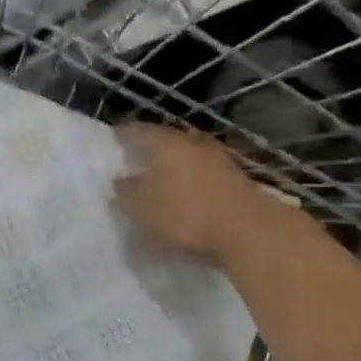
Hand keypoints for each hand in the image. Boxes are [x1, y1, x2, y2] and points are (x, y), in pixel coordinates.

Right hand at [113, 123, 268, 258]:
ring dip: (173, 164)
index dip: (122, 135)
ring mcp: (217, 158)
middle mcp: (191, 142)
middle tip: (135, 160)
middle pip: (165, 140)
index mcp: (165, 143)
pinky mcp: (234, 177)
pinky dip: (191, 178)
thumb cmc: (185, 213)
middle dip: (150, 149)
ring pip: (187, 155)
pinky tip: (185, 192)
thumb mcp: (142, 208)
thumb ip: (126, 192)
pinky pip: (203, 172)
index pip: (137, 131)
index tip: (112, 140)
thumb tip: (120, 180)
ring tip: (159, 178)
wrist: (248, 229)